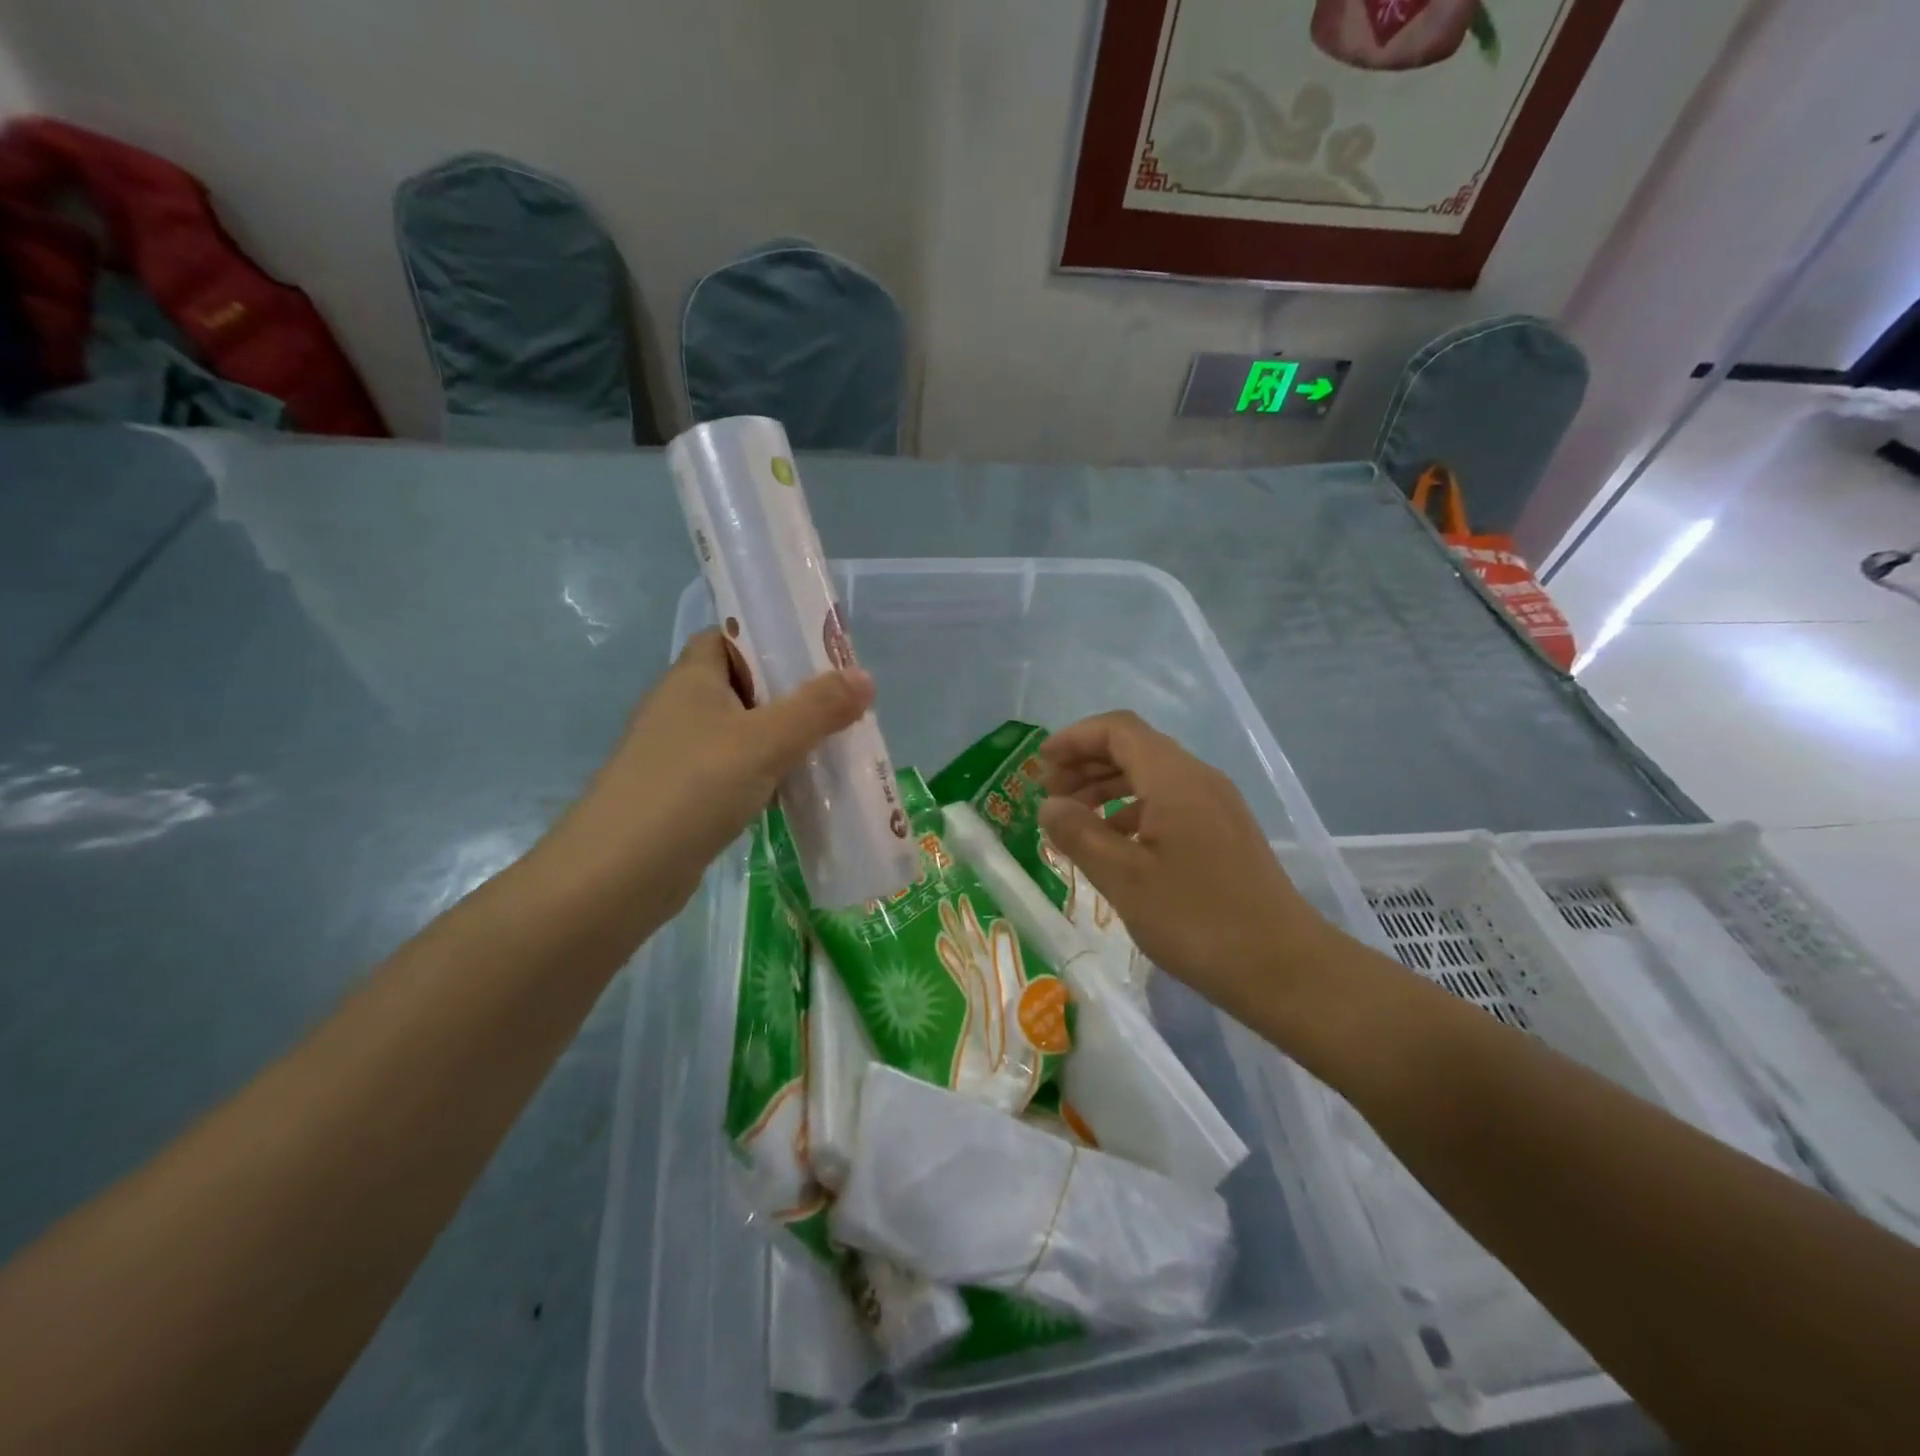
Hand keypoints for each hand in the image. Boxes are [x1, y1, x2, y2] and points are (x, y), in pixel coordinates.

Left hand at [547, 630, 873, 919]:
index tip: (817, 653)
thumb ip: (818, 708)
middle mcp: (681, 708)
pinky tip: (795, 791)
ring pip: (741, 732)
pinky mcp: (683, 795)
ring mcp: (678, 754)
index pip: (728, 637)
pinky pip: (734, 771)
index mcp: (692, 678)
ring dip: (781, 738)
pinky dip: (764, 775)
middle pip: (742, 685)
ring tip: (831, 745)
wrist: (620, 874)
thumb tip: (865, 677)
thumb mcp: (765, 741)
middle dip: (790, 693)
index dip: (769, 637)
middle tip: (840, 704)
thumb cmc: (693, 787)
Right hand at [1036, 711, 1335, 1024]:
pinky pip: (1170, 802)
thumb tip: (1049, 805)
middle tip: (1050, 795)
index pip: (1118, 730)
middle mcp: (1199, 779)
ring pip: (1153, 776)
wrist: (1284, 967)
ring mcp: (1217, 805)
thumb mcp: (1124, 879)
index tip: (1041, 764)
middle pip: (1135, 748)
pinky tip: (1116, 843)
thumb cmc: (1197, 920)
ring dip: (1108, 787)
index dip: (1075, 739)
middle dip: (1087, 763)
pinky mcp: (1224, 832)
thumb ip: (1079, 834)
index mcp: (1175, 779)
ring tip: (1075, 819)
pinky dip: (1134, 810)